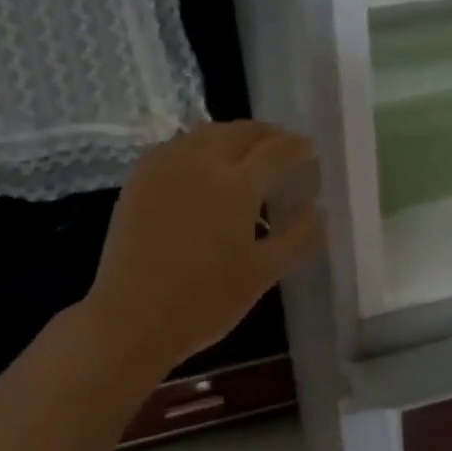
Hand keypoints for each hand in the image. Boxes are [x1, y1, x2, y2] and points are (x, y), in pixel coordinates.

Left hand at [85, 122, 321, 375]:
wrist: (132, 319)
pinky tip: (206, 166)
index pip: (277, 151)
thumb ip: (298, 238)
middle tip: (286, 149)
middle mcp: (200, 163)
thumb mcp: (263, 275)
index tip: (312, 153)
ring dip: (235, 136)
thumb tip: (319, 211)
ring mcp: (165, 167)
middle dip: (269, 135)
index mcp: (236, 186)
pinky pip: (178, 145)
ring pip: (207, 132)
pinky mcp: (140, 178)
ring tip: (249, 154)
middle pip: (241, 132)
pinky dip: (201, 145)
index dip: (299, 148)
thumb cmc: (205, 302)